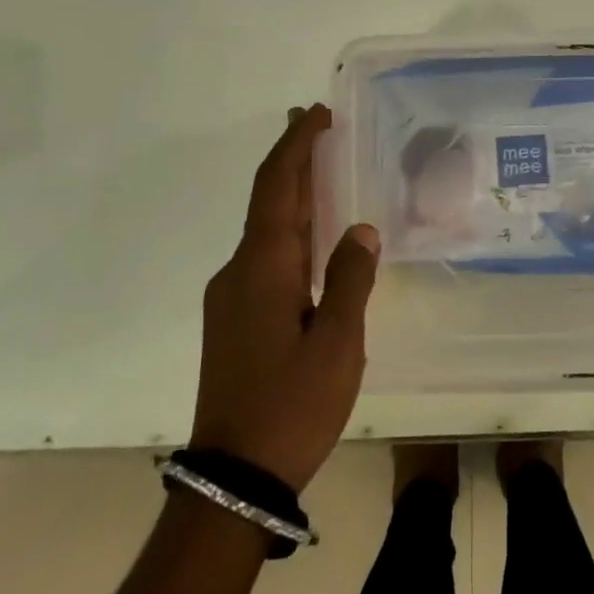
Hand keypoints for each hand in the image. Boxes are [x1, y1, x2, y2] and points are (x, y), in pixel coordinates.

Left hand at [189, 104, 379, 490]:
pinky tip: (313, 239)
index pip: (276, 185)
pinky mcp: (235, 319)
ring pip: (265, 229)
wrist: (233, 480)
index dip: (295, 144)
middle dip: (292, 159)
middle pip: (267, 199)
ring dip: (292, 194)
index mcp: (263, 266)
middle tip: (319, 126)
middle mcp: (239, 270)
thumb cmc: (291, 406)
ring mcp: (232, 296)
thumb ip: (350, 279)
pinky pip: (265, 256)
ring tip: (323, 171)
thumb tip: (361, 230)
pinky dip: (290, 229)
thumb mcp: (337, 343)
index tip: (318, 114)